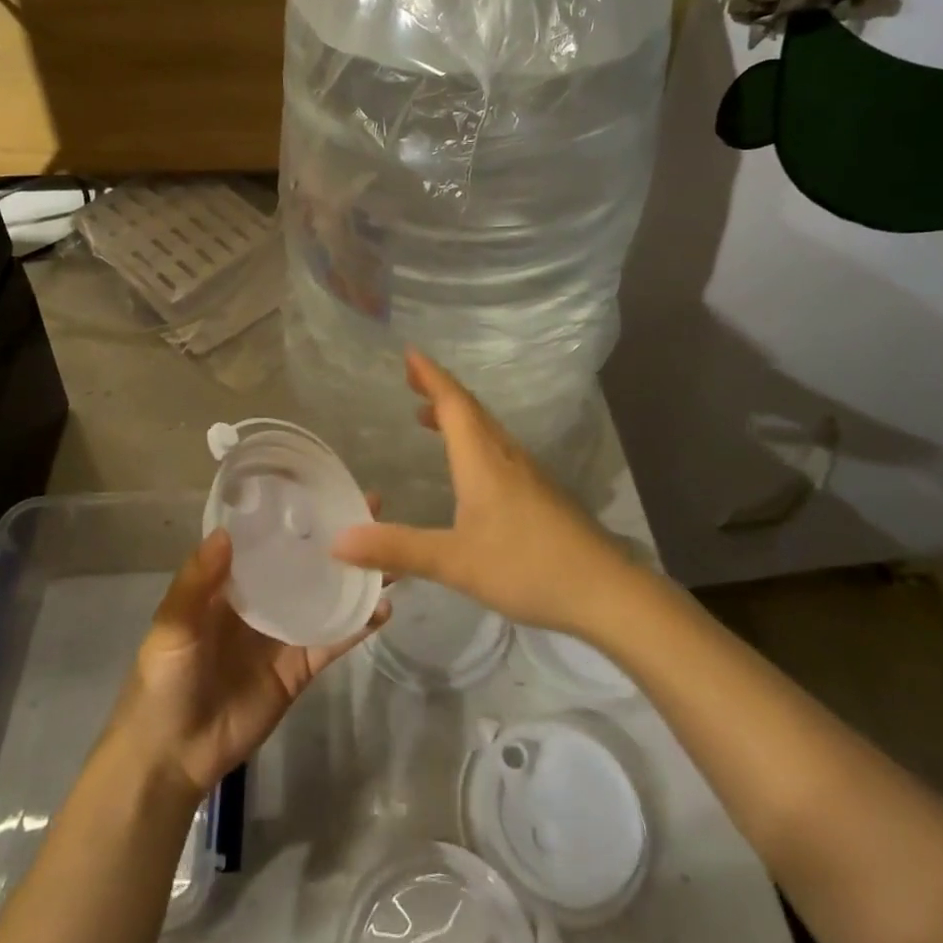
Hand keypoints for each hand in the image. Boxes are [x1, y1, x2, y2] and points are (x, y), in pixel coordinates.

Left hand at [110, 526, 390, 798]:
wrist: (171, 756)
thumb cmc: (163, 680)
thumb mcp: (172, 625)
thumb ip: (197, 581)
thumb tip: (227, 531)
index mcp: (232, 581)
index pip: (268, 536)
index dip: (294, 511)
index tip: (324, 486)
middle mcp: (263, 598)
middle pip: (305, 560)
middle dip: (336, 536)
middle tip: (374, 509)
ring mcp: (284, 632)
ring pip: (327, 595)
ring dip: (355, 576)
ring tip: (391, 555)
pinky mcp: (300, 667)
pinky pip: (333, 640)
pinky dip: (358, 625)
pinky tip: (383, 608)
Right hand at [331, 349, 629, 635]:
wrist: (604, 589)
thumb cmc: (526, 565)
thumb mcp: (455, 561)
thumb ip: (398, 549)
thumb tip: (338, 540)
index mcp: (482, 458)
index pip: (453, 403)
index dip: (430, 376)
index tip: (410, 353)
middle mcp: (505, 455)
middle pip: (470, 409)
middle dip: (439, 390)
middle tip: (411, 379)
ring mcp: (528, 473)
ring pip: (486, 430)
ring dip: (456, 415)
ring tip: (428, 418)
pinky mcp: (541, 493)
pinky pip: (498, 450)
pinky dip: (473, 440)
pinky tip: (469, 467)